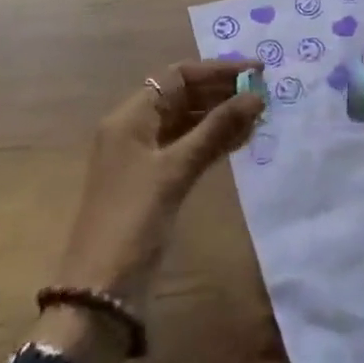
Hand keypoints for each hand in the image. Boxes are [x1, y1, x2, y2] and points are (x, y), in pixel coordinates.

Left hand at [37, 59, 264, 362]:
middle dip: (222, 92)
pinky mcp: (154, 183)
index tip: (256, 70)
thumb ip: (216, 130)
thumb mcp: (175, 171)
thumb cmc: (133, 220)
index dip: (217, 70)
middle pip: (183, 96)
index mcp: (130, 117)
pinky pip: (187, 148)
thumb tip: (256, 95)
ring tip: (260, 114)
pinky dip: (212, 141)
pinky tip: (241, 140)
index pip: (178, 76)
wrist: (99, 292)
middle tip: (264, 92)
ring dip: (221, 116)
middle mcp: (135, 129)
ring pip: (187, 123)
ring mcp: (144, 157)